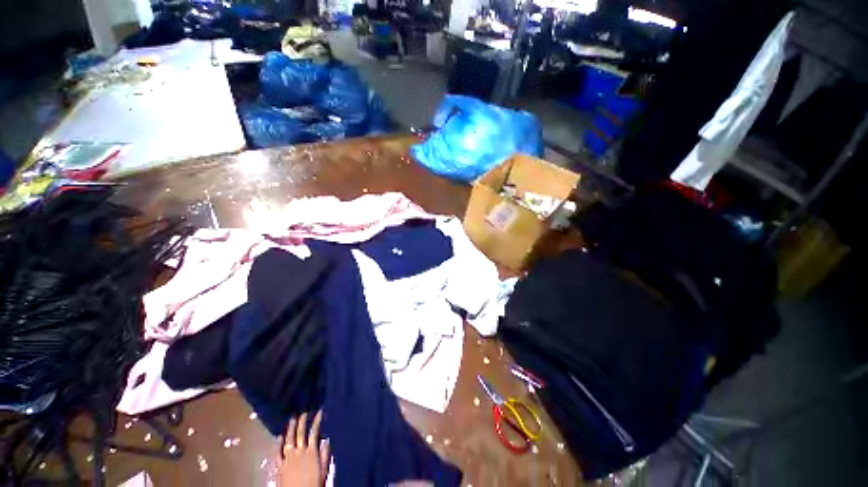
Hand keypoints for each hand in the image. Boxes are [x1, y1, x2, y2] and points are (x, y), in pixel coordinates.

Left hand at [278, 410, 329, 486]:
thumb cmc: (313, 485)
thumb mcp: (324, 470)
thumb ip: (324, 455)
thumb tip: (326, 440)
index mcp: (311, 452)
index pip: (314, 432)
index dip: (316, 421)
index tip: (318, 412)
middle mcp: (299, 452)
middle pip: (301, 433)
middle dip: (302, 421)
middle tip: (303, 412)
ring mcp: (288, 458)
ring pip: (289, 439)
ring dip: (291, 428)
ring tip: (292, 419)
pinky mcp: (279, 466)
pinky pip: (277, 452)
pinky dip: (278, 443)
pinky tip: (279, 436)